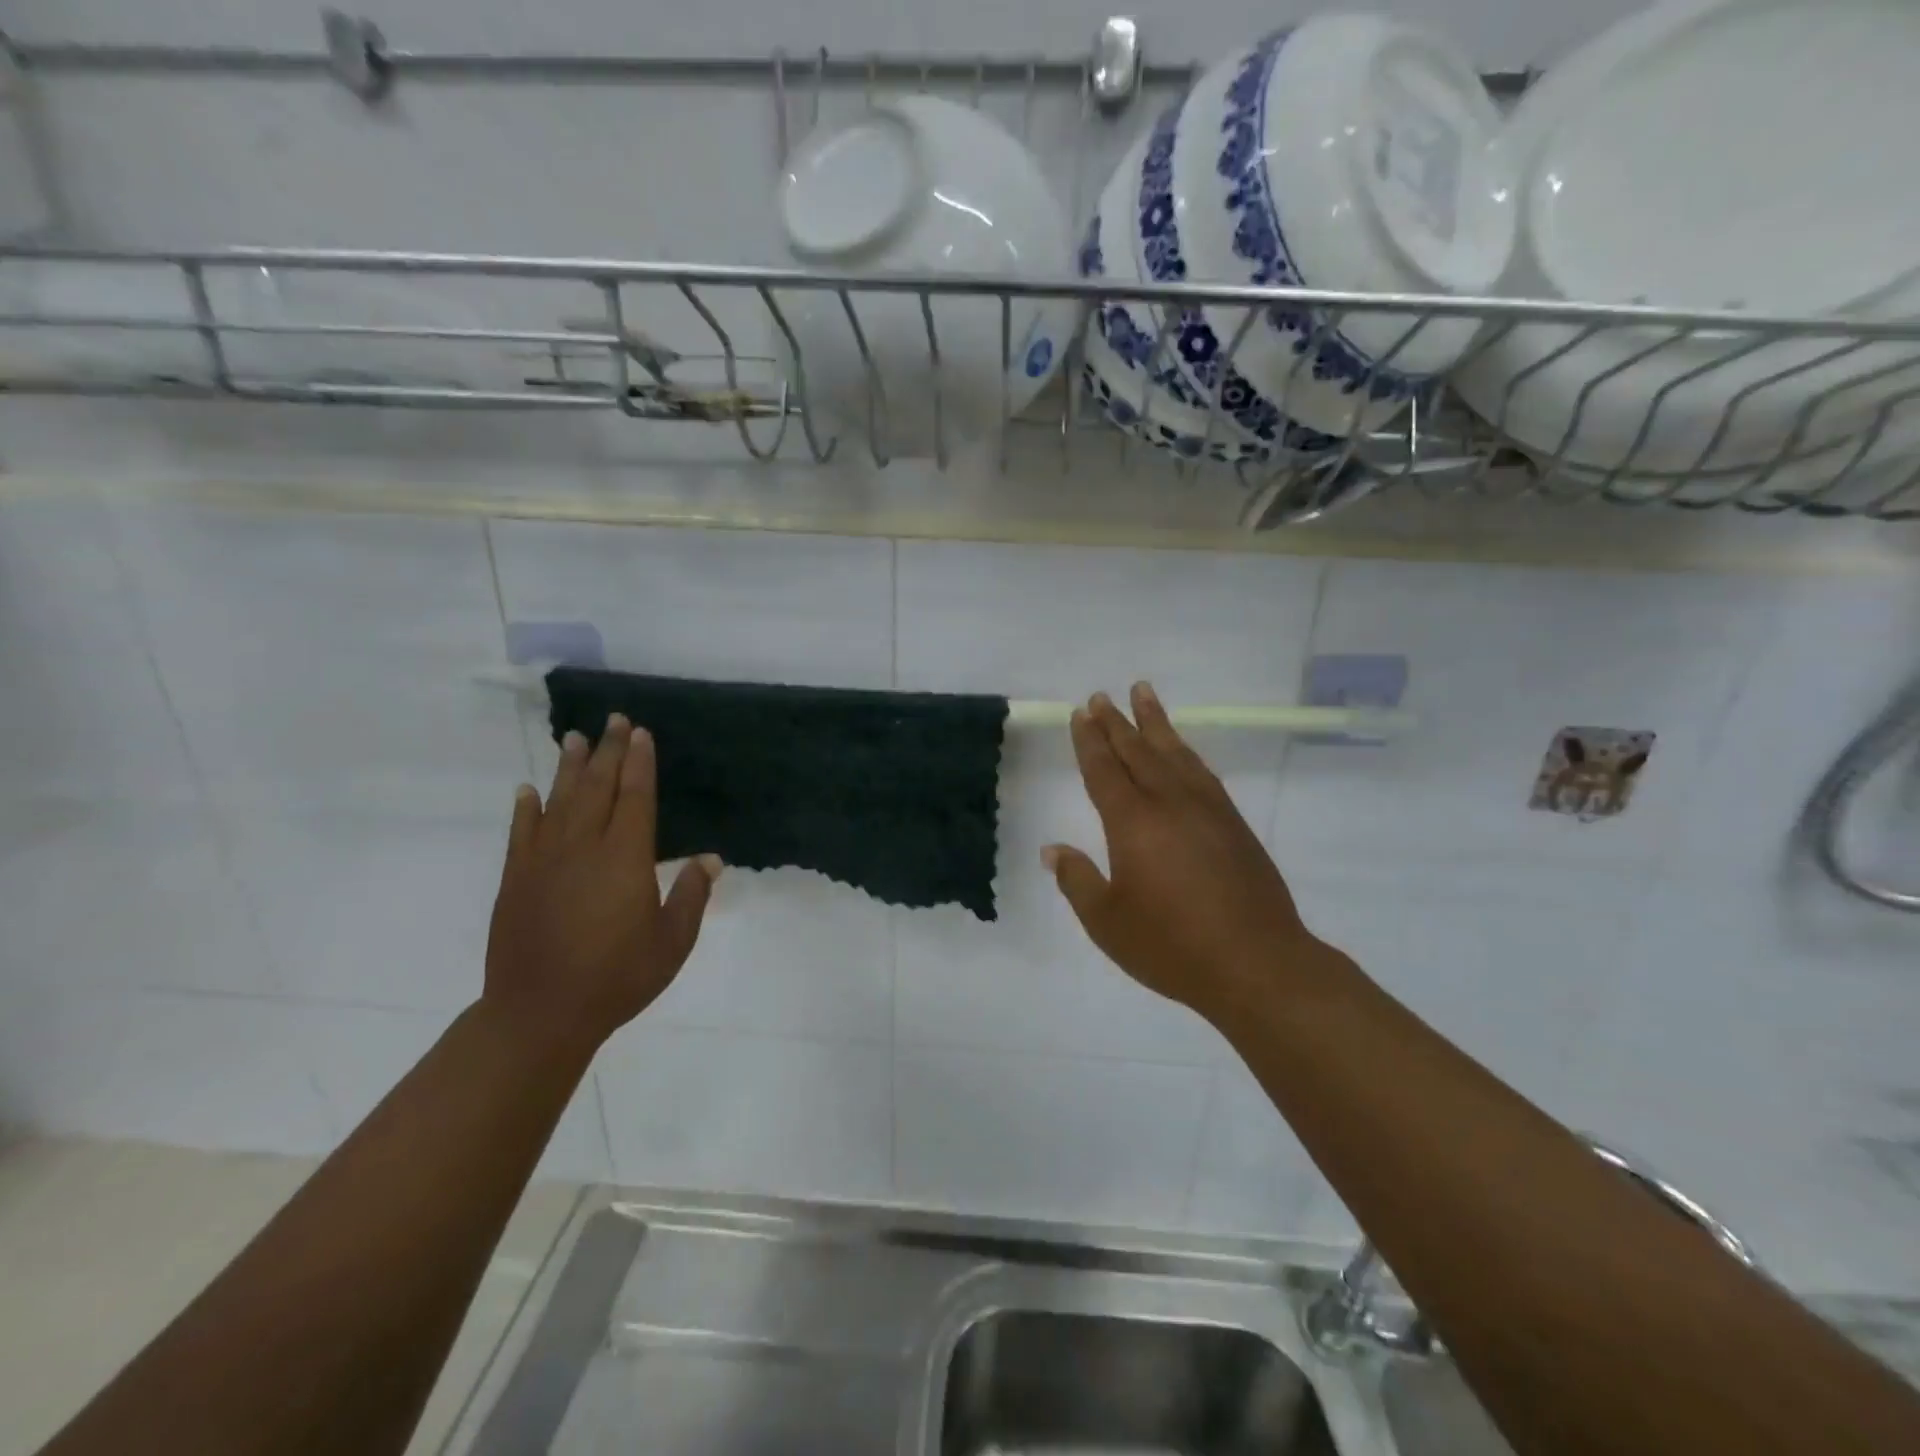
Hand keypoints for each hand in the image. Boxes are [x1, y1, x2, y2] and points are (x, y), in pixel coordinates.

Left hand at [484, 714, 721, 1059]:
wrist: (539, 1014)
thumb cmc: (617, 978)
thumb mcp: (672, 942)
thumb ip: (691, 895)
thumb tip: (710, 858)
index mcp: (624, 859)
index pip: (634, 797)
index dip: (639, 763)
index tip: (641, 733)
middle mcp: (583, 848)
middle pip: (597, 788)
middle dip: (608, 751)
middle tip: (615, 720)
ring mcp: (543, 861)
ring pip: (559, 801)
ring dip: (569, 768)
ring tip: (576, 738)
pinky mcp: (516, 880)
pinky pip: (521, 833)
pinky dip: (526, 808)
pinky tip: (528, 790)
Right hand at [1043, 683, 1316, 1022]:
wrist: (1257, 963)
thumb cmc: (1171, 946)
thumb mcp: (1107, 922)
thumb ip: (1078, 881)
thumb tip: (1053, 850)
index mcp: (1133, 822)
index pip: (1104, 770)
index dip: (1089, 741)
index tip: (1081, 714)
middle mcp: (1169, 803)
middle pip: (1137, 751)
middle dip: (1116, 722)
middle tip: (1102, 696)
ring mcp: (1207, 809)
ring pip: (1175, 752)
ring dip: (1156, 722)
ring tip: (1143, 693)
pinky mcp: (1234, 823)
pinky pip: (1202, 771)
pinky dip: (1186, 751)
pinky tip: (1182, 750)